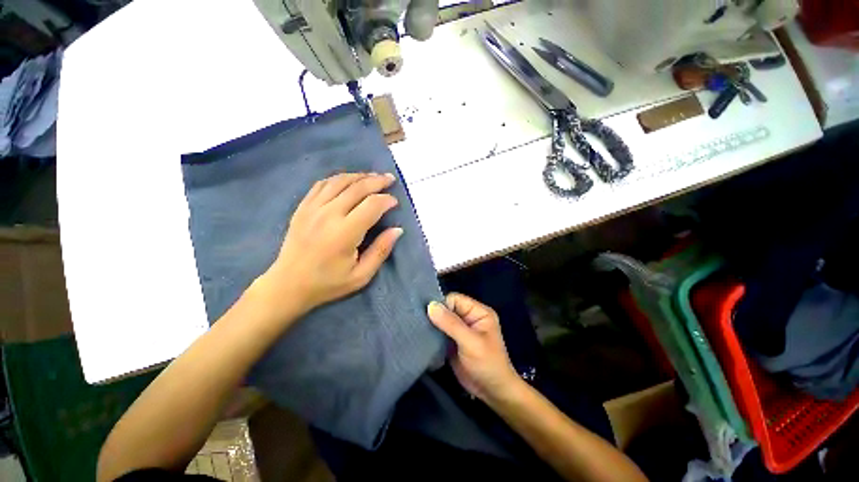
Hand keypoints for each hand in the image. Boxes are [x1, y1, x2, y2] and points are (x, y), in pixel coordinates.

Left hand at [255, 172, 402, 321]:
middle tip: (390, 179)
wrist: (288, 285)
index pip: (371, 205)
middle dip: (377, 181)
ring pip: (339, 181)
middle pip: (357, 187)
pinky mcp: (303, 207)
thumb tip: (397, 230)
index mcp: (345, 233)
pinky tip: (348, 180)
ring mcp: (312, 208)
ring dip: (359, 176)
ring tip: (373, 176)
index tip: (395, 202)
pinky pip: (322, 184)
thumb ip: (381, 251)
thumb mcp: (361, 275)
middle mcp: (328, 215)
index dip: (386, 200)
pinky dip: (338, 178)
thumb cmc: (328, 283)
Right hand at [428, 293, 520, 400]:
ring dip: (432, 324)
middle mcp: (469, 317)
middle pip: (447, 308)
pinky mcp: (453, 341)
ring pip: (442, 320)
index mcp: (478, 312)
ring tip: (417, 327)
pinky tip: (421, 336)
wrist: (492, 393)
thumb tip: (431, 306)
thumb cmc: (487, 364)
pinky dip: (432, 334)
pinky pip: (440, 332)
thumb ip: (451, 323)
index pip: (455, 299)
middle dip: (435, 314)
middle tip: (418, 319)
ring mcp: (460, 330)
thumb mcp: (470, 342)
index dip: (441, 304)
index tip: (426, 313)